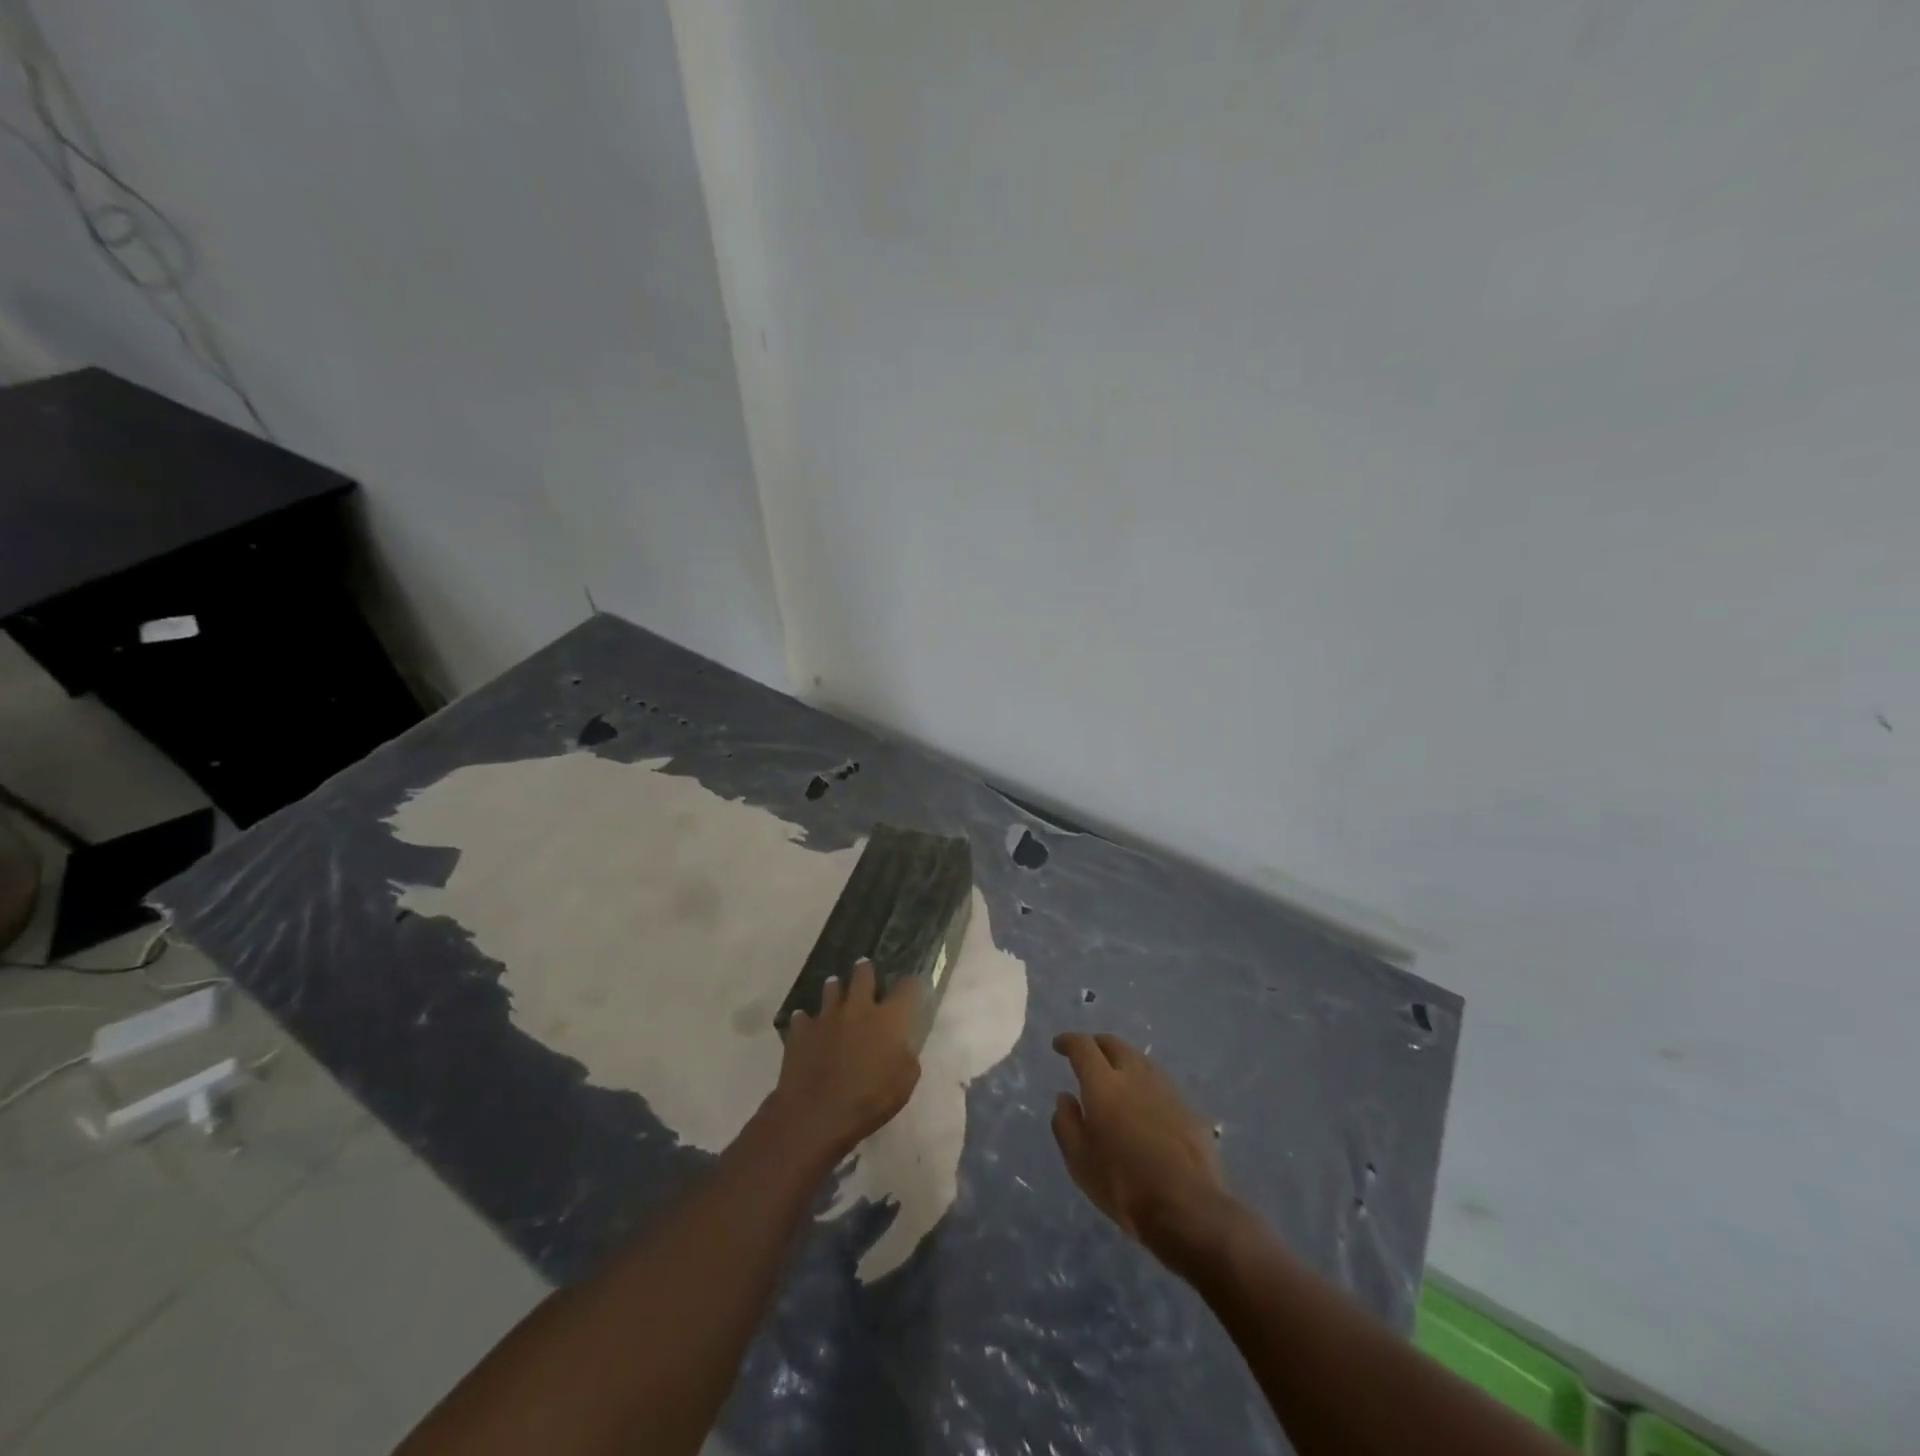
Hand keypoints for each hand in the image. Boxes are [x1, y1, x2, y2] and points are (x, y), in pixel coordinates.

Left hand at [767, 959, 921, 1164]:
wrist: (817, 1113)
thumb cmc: (869, 1100)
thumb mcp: (904, 1083)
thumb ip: (906, 1058)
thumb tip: (901, 1047)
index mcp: (888, 1019)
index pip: (906, 989)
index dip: (910, 983)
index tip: (912, 981)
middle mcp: (858, 1008)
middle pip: (863, 977)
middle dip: (865, 971)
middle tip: (864, 966)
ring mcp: (826, 1017)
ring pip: (831, 990)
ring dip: (834, 988)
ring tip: (834, 985)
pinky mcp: (801, 1031)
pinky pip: (803, 1018)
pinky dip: (805, 1019)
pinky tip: (804, 1022)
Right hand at [1052, 1032, 1232, 1250]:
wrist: (1188, 1208)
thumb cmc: (1123, 1185)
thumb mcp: (1079, 1161)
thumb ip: (1066, 1123)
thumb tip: (1065, 1097)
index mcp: (1103, 1084)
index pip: (1083, 1047)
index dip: (1068, 1041)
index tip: (1059, 1045)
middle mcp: (1135, 1075)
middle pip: (1114, 1044)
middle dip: (1097, 1044)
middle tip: (1087, 1055)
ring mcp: (1166, 1089)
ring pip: (1140, 1060)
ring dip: (1123, 1061)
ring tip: (1116, 1077)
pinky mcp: (1188, 1108)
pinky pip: (1160, 1084)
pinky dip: (1145, 1084)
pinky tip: (1144, 1104)